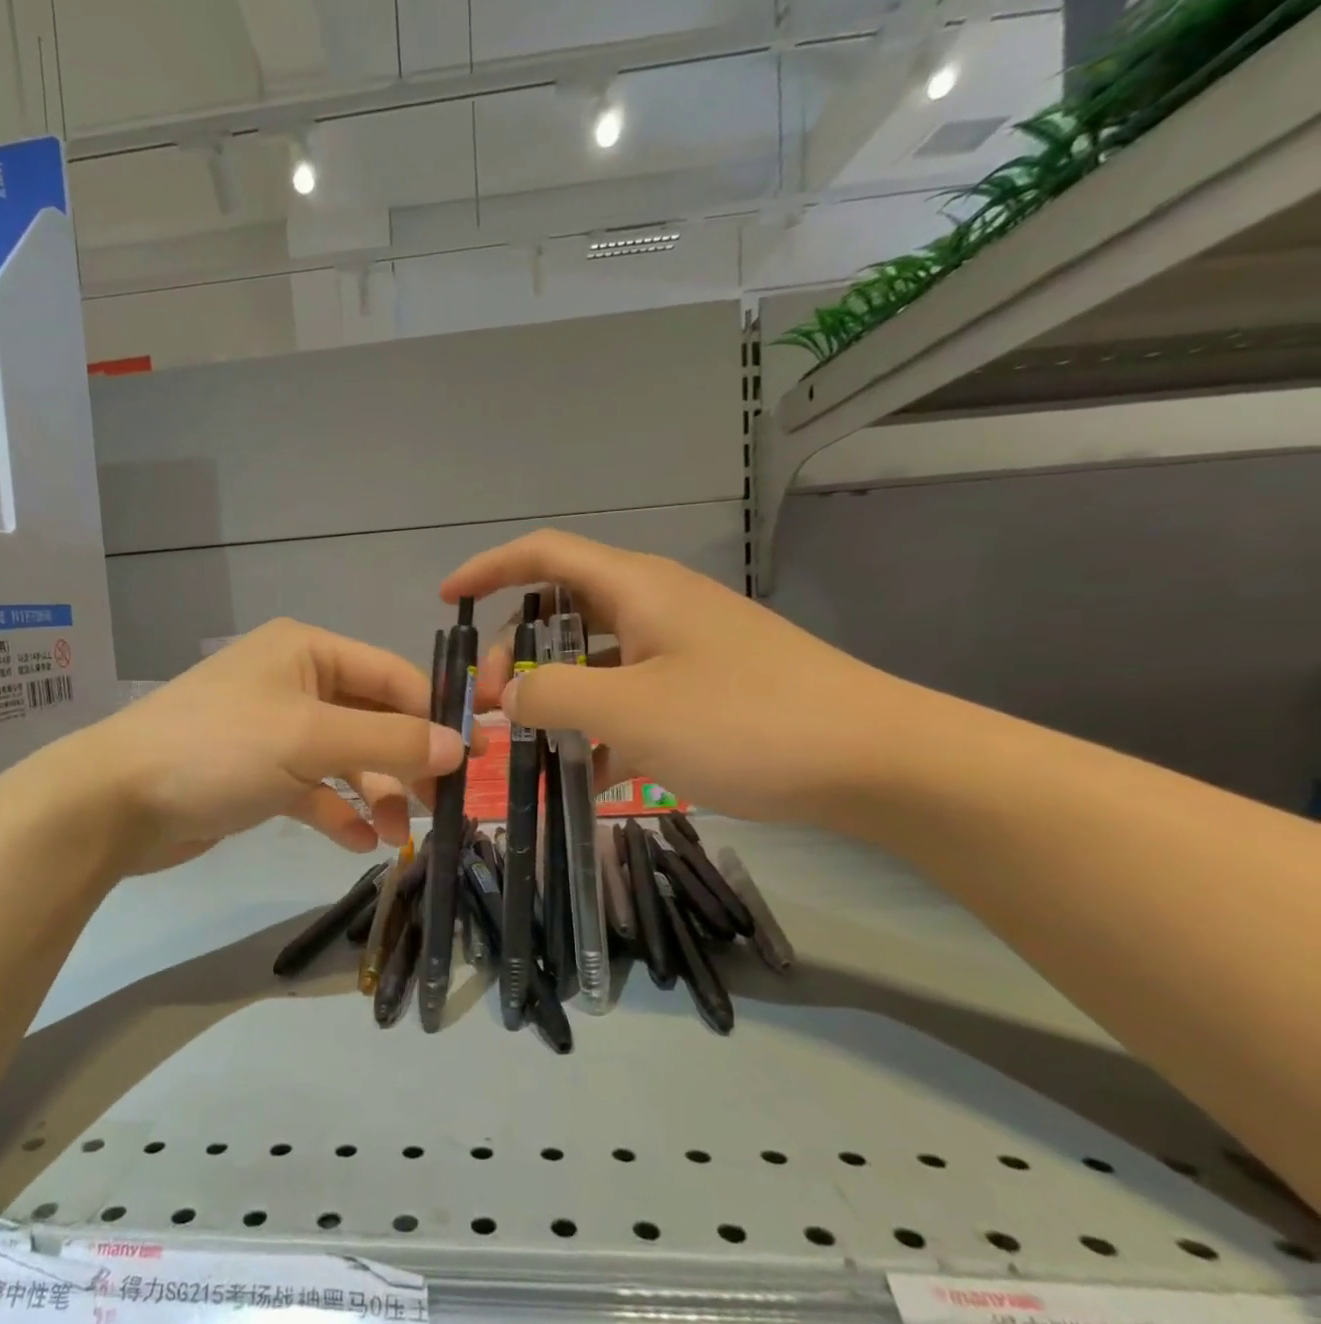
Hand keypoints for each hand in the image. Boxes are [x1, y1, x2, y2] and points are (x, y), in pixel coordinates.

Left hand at [62, 620, 470, 873]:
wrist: (116, 801)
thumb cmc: (220, 749)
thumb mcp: (311, 738)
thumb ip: (391, 740)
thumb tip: (460, 747)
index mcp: (307, 652)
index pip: (392, 675)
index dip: (435, 714)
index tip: (473, 758)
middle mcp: (294, 682)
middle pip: (372, 719)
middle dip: (406, 762)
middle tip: (442, 807)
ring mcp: (274, 730)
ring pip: (345, 758)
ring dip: (376, 794)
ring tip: (400, 836)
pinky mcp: (256, 774)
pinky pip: (313, 789)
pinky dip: (337, 811)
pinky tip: (358, 841)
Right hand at [441, 531, 921, 823]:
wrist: (876, 762)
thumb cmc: (744, 722)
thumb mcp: (629, 711)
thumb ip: (551, 696)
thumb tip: (505, 696)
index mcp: (636, 589)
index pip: (543, 554)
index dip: (489, 569)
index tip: (446, 601)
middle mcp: (656, 606)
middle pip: (562, 610)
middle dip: (514, 653)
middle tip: (492, 708)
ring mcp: (684, 648)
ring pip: (595, 658)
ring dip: (556, 695)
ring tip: (530, 746)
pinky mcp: (705, 688)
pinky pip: (631, 694)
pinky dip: (600, 722)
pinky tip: (590, 769)